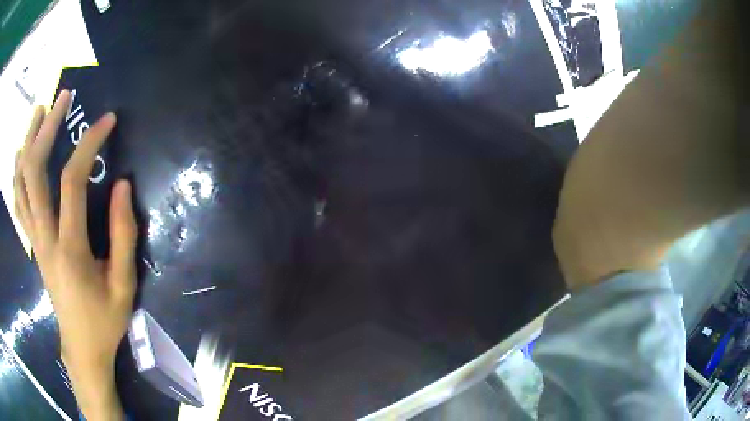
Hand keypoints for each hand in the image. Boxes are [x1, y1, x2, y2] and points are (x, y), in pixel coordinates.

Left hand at [14, 90, 134, 420]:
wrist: (82, 349)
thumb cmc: (104, 321)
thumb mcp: (124, 285)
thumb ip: (123, 234)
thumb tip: (122, 184)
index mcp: (69, 249)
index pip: (71, 181)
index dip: (89, 144)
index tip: (108, 121)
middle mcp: (43, 237)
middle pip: (33, 172)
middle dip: (45, 128)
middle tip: (61, 99)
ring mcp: (33, 240)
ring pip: (20, 182)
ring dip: (27, 142)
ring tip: (38, 113)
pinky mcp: (31, 243)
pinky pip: (17, 201)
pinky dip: (17, 172)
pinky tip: (21, 154)